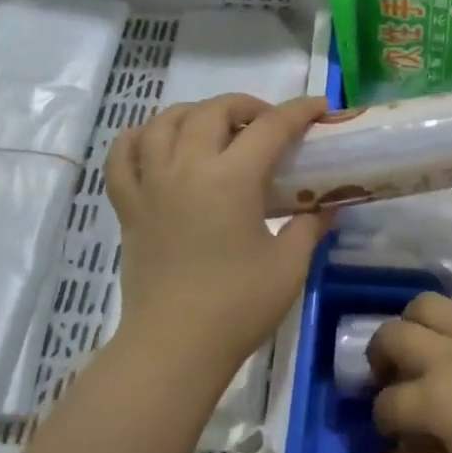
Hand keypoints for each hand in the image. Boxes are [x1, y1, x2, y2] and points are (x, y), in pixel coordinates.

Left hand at [107, 94, 332, 384]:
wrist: (174, 346)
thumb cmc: (237, 307)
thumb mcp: (289, 266)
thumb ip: (310, 228)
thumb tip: (328, 208)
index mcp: (231, 179)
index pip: (271, 127)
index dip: (299, 111)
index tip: (320, 108)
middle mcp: (187, 167)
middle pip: (214, 111)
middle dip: (248, 106)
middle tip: (269, 126)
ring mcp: (151, 184)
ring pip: (165, 121)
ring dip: (196, 113)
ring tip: (217, 129)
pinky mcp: (129, 206)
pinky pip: (123, 154)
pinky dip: (142, 137)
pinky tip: (160, 144)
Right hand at [367, 292, 451, 452]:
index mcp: (436, 400)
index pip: (387, 403)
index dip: (382, 421)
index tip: (393, 436)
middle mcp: (448, 355)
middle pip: (392, 336)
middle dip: (379, 357)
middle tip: (390, 378)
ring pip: (425, 304)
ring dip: (413, 323)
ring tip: (422, 346)